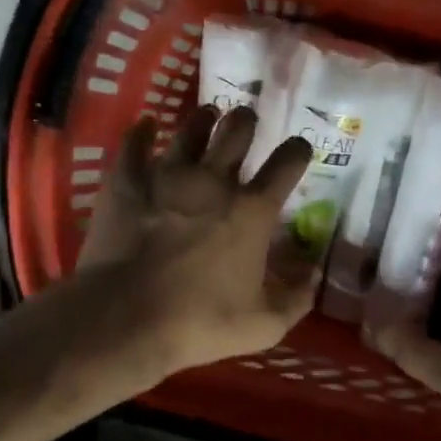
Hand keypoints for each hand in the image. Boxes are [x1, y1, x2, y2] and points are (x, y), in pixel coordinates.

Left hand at [75, 105, 315, 380]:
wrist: (126, 318)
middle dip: (248, 121)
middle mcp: (214, 181)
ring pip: (190, 129)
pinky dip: (142, 132)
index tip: (299, 150)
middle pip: (237, 130)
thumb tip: (314, 274)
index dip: (298, 151)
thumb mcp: (264, 324)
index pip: (287, 164)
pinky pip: (135, 145)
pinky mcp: (127, 183)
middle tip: (247, 123)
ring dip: (203, 120)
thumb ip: (296, 298)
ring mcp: (166, 176)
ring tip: (207, 116)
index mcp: (252, 211)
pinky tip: (145, 125)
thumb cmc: (200, 323)